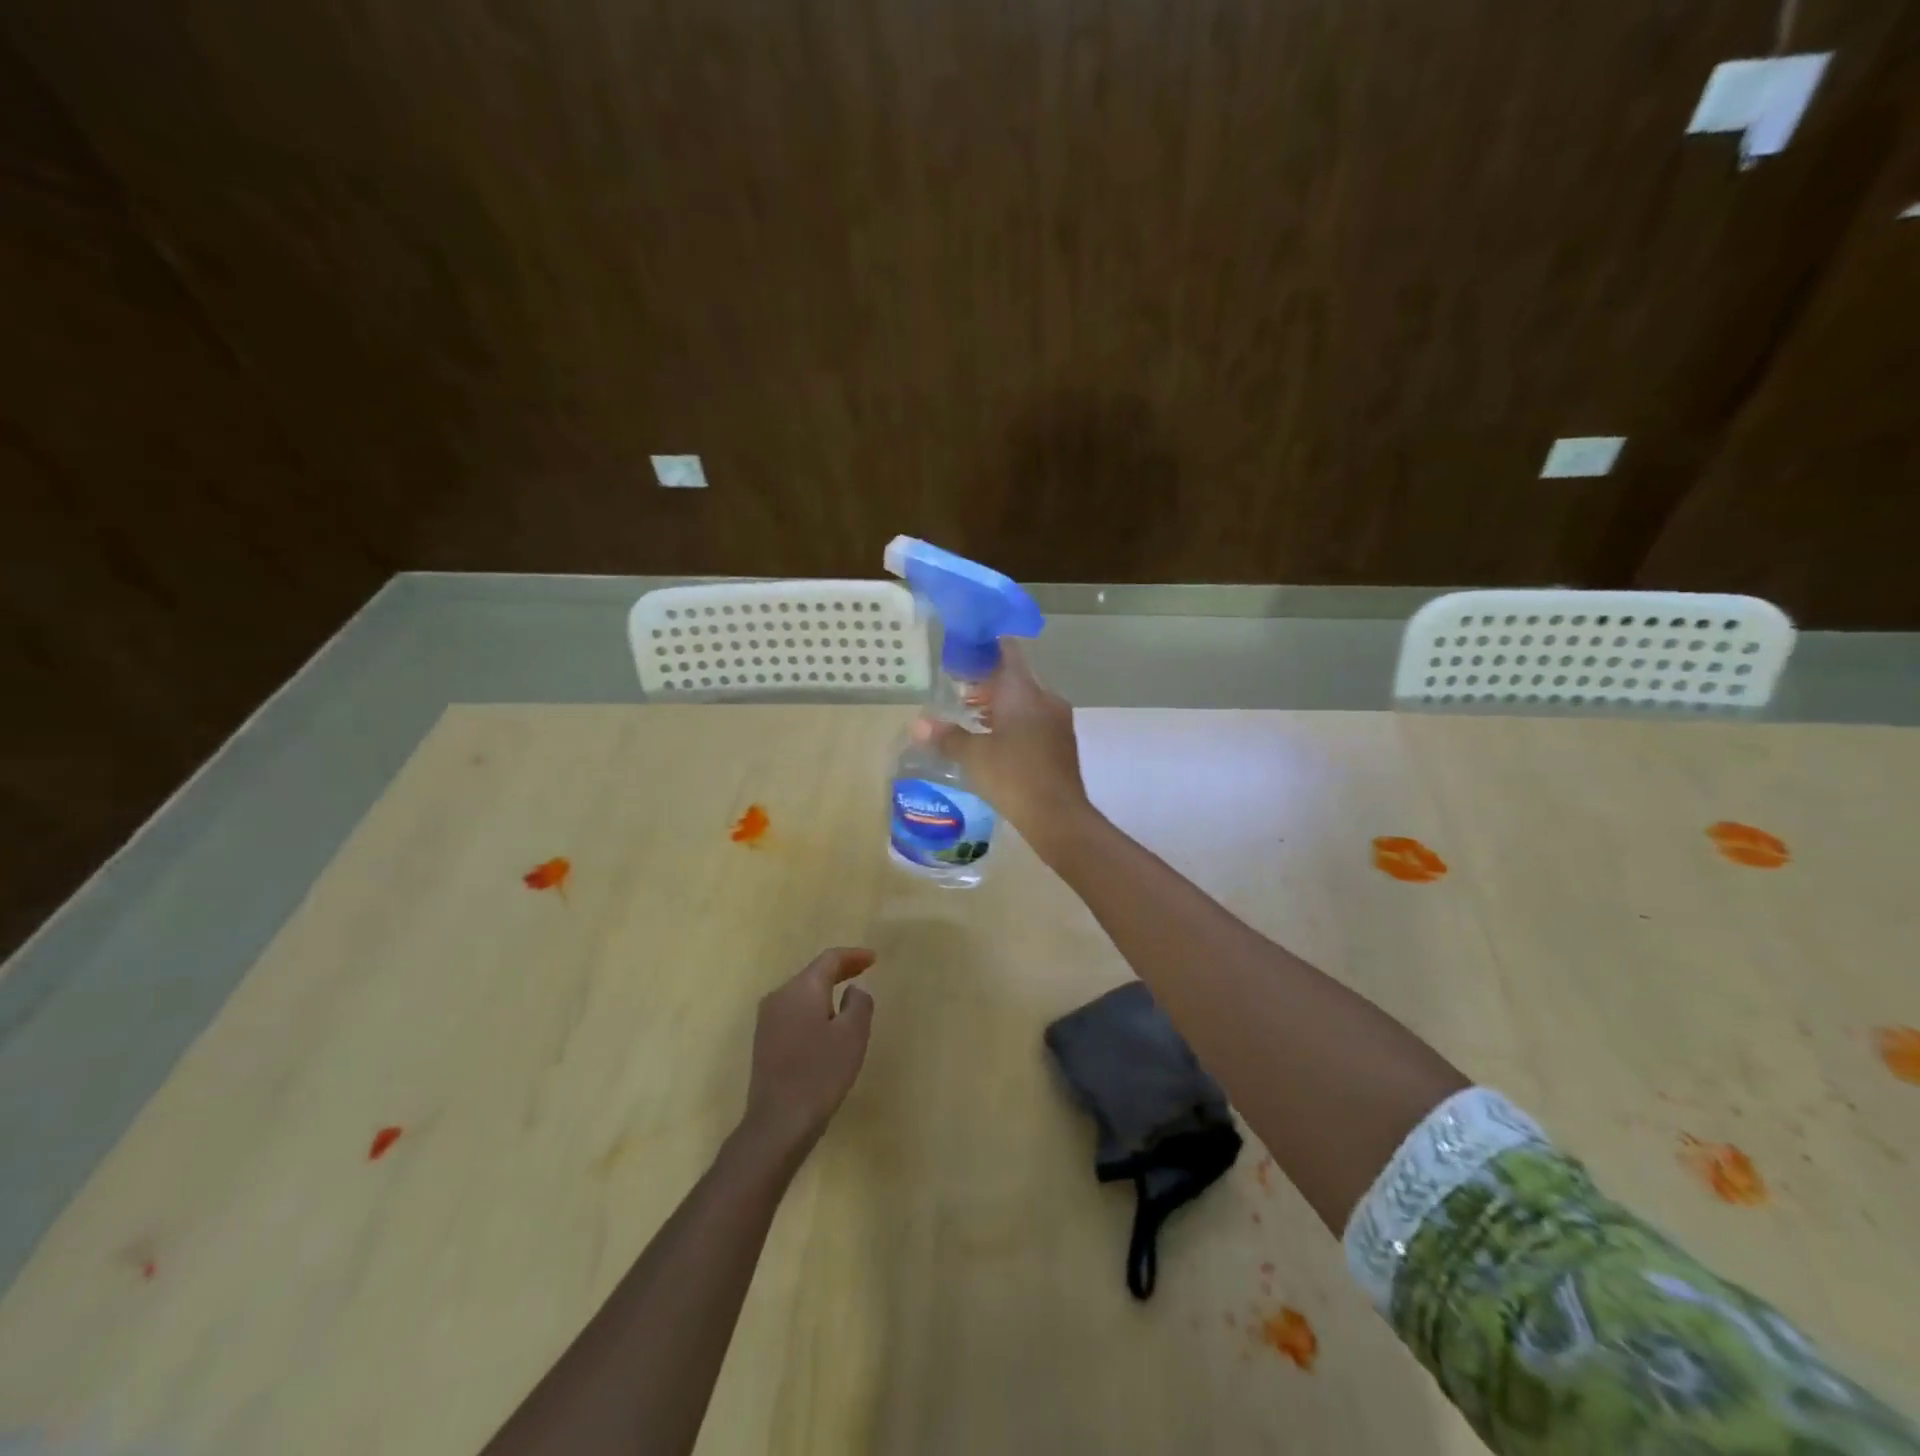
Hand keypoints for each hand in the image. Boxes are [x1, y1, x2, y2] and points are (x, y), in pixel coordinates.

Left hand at [740, 947, 875, 1155]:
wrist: (778, 1121)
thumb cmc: (821, 1073)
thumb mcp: (853, 1035)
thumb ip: (859, 1003)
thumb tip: (852, 990)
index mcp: (802, 988)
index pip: (829, 959)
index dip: (853, 956)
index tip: (874, 959)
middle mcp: (780, 996)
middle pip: (813, 973)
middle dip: (840, 970)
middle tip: (864, 971)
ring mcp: (768, 1019)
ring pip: (802, 993)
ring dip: (825, 990)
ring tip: (848, 997)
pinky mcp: (764, 1040)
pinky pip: (793, 1011)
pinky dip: (813, 1008)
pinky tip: (825, 1023)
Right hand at [912, 642, 1091, 847]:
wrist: (1058, 816)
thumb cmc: (1013, 777)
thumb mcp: (973, 756)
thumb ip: (946, 736)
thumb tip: (918, 724)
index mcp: (1024, 692)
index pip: (1008, 652)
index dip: (986, 648)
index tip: (964, 653)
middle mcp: (1045, 699)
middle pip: (1015, 678)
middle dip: (988, 683)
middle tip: (960, 693)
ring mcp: (1058, 721)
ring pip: (1026, 701)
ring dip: (1001, 705)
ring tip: (972, 718)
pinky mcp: (1062, 742)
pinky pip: (1035, 720)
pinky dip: (1015, 722)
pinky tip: (996, 741)